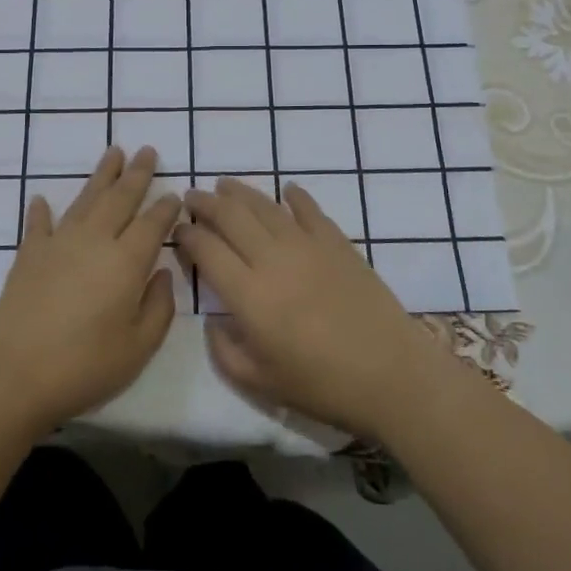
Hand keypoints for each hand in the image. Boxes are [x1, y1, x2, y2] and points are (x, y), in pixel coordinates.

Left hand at [0, 146, 179, 438]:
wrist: (13, 376)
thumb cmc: (84, 367)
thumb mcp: (139, 348)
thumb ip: (159, 307)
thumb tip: (162, 273)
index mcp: (126, 262)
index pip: (152, 224)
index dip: (166, 207)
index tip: (175, 193)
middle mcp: (94, 242)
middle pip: (119, 199)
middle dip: (136, 174)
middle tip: (147, 151)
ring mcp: (57, 245)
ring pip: (85, 200)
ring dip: (101, 176)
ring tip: (113, 153)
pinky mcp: (28, 257)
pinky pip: (38, 225)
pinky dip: (41, 211)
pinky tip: (42, 199)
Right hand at [179, 179, 442, 438]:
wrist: (391, 375)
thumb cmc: (322, 385)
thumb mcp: (259, 383)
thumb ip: (224, 351)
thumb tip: (213, 321)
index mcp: (248, 295)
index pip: (207, 250)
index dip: (188, 235)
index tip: (178, 230)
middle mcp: (273, 260)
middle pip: (231, 217)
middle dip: (206, 203)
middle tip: (192, 196)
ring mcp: (308, 246)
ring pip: (265, 207)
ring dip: (241, 193)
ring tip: (225, 185)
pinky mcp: (337, 243)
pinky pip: (310, 210)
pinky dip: (295, 197)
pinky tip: (287, 190)